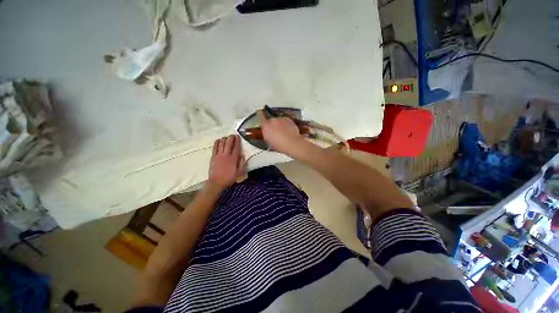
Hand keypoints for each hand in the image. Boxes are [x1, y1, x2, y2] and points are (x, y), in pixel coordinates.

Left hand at [208, 135, 245, 189]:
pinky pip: (215, 148)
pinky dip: (216, 143)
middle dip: (231, 137)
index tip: (238, 136)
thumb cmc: (229, 178)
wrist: (217, 182)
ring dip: (224, 139)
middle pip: (228, 143)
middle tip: (232, 135)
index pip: (236, 147)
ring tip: (226, 137)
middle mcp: (226, 155)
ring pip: (221, 144)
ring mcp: (219, 155)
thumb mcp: (239, 172)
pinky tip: (218, 140)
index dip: (237, 141)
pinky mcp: (213, 157)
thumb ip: (242, 163)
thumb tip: (242, 155)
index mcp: (233, 159)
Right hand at [257, 110, 304, 154]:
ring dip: (280, 124)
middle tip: (276, 132)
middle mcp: (272, 120)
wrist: (291, 143)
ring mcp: (280, 119)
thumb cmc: (280, 145)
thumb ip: (266, 134)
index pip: (261, 116)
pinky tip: (288, 131)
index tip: (259, 112)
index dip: (260, 114)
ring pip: (278, 120)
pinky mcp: (288, 119)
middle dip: (272, 125)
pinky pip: (285, 120)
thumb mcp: (269, 141)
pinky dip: (286, 124)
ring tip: (283, 133)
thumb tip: (268, 133)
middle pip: (271, 120)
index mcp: (265, 126)